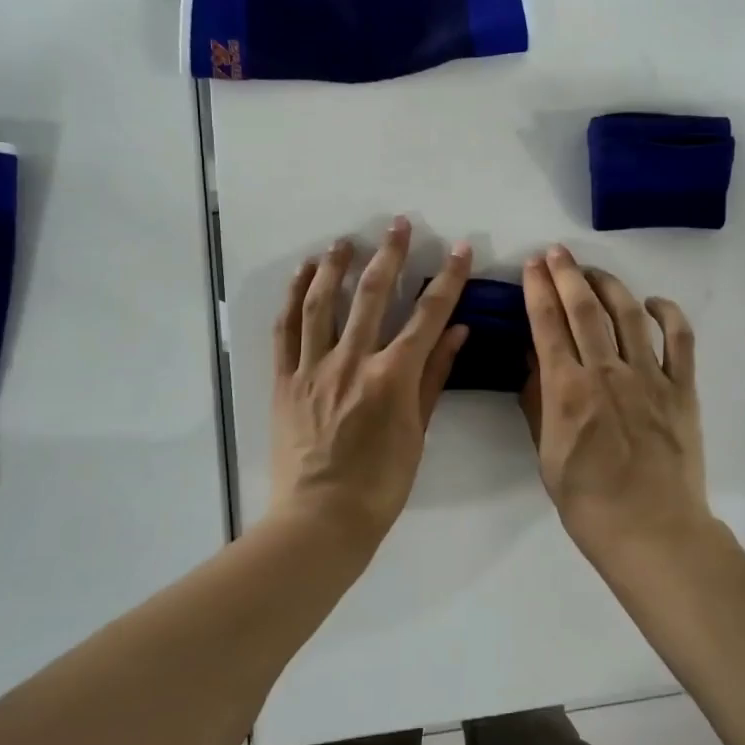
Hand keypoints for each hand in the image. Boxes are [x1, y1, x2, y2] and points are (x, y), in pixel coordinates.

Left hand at [271, 217, 471, 547]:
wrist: (320, 520)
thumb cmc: (381, 484)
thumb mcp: (418, 432)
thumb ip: (435, 377)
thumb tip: (458, 332)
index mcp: (392, 377)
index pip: (427, 316)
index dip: (447, 279)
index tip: (460, 249)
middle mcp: (352, 362)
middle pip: (371, 296)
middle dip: (389, 255)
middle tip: (398, 224)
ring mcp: (313, 368)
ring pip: (322, 303)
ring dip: (335, 266)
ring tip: (344, 240)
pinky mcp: (284, 380)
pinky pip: (286, 330)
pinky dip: (294, 297)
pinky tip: (303, 274)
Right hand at [520, 245, 708, 558]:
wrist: (652, 532)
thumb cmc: (589, 503)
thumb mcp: (547, 456)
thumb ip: (538, 404)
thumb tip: (532, 361)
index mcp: (568, 391)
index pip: (547, 326)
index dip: (537, 290)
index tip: (531, 266)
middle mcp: (607, 373)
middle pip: (585, 309)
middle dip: (567, 274)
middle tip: (556, 253)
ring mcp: (649, 377)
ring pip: (628, 314)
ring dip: (609, 284)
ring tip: (593, 271)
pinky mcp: (682, 389)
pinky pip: (679, 339)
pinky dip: (668, 313)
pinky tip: (652, 302)